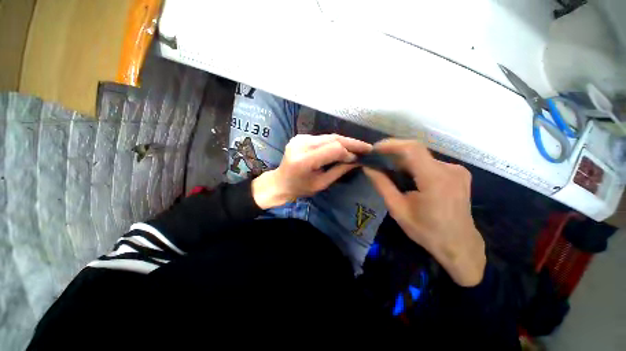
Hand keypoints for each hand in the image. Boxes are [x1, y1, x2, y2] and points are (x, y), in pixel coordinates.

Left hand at [252, 134, 371, 208]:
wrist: (280, 182)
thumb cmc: (300, 188)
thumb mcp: (321, 184)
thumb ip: (339, 170)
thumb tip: (356, 160)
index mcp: (304, 160)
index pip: (333, 148)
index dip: (348, 152)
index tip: (359, 159)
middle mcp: (301, 144)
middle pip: (332, 138)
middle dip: (351, 143)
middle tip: (366, 147)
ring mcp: (300, 138)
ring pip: (329, 136)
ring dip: (344, 141)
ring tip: (357, 147)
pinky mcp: (300, 137)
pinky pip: (322, 138)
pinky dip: (334, 142)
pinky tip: (343, 147)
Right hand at [363, 139, 485, 286]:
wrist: (459, 245)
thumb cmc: (426, 230)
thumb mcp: (398, 209)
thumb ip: (382, 185)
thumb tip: (367, 168)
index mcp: (435, 179)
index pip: (412, 149)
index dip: (391, 144)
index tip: (375, 149)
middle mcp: (449, 169)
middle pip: (416, 151)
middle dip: (394, 154)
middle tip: (378, 161)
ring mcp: (457, 170)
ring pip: (423, 157)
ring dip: (404, 161)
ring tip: (390, 171)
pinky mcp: (459, 173)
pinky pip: (431, 163)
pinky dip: (415, 166)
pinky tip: (408, 178)